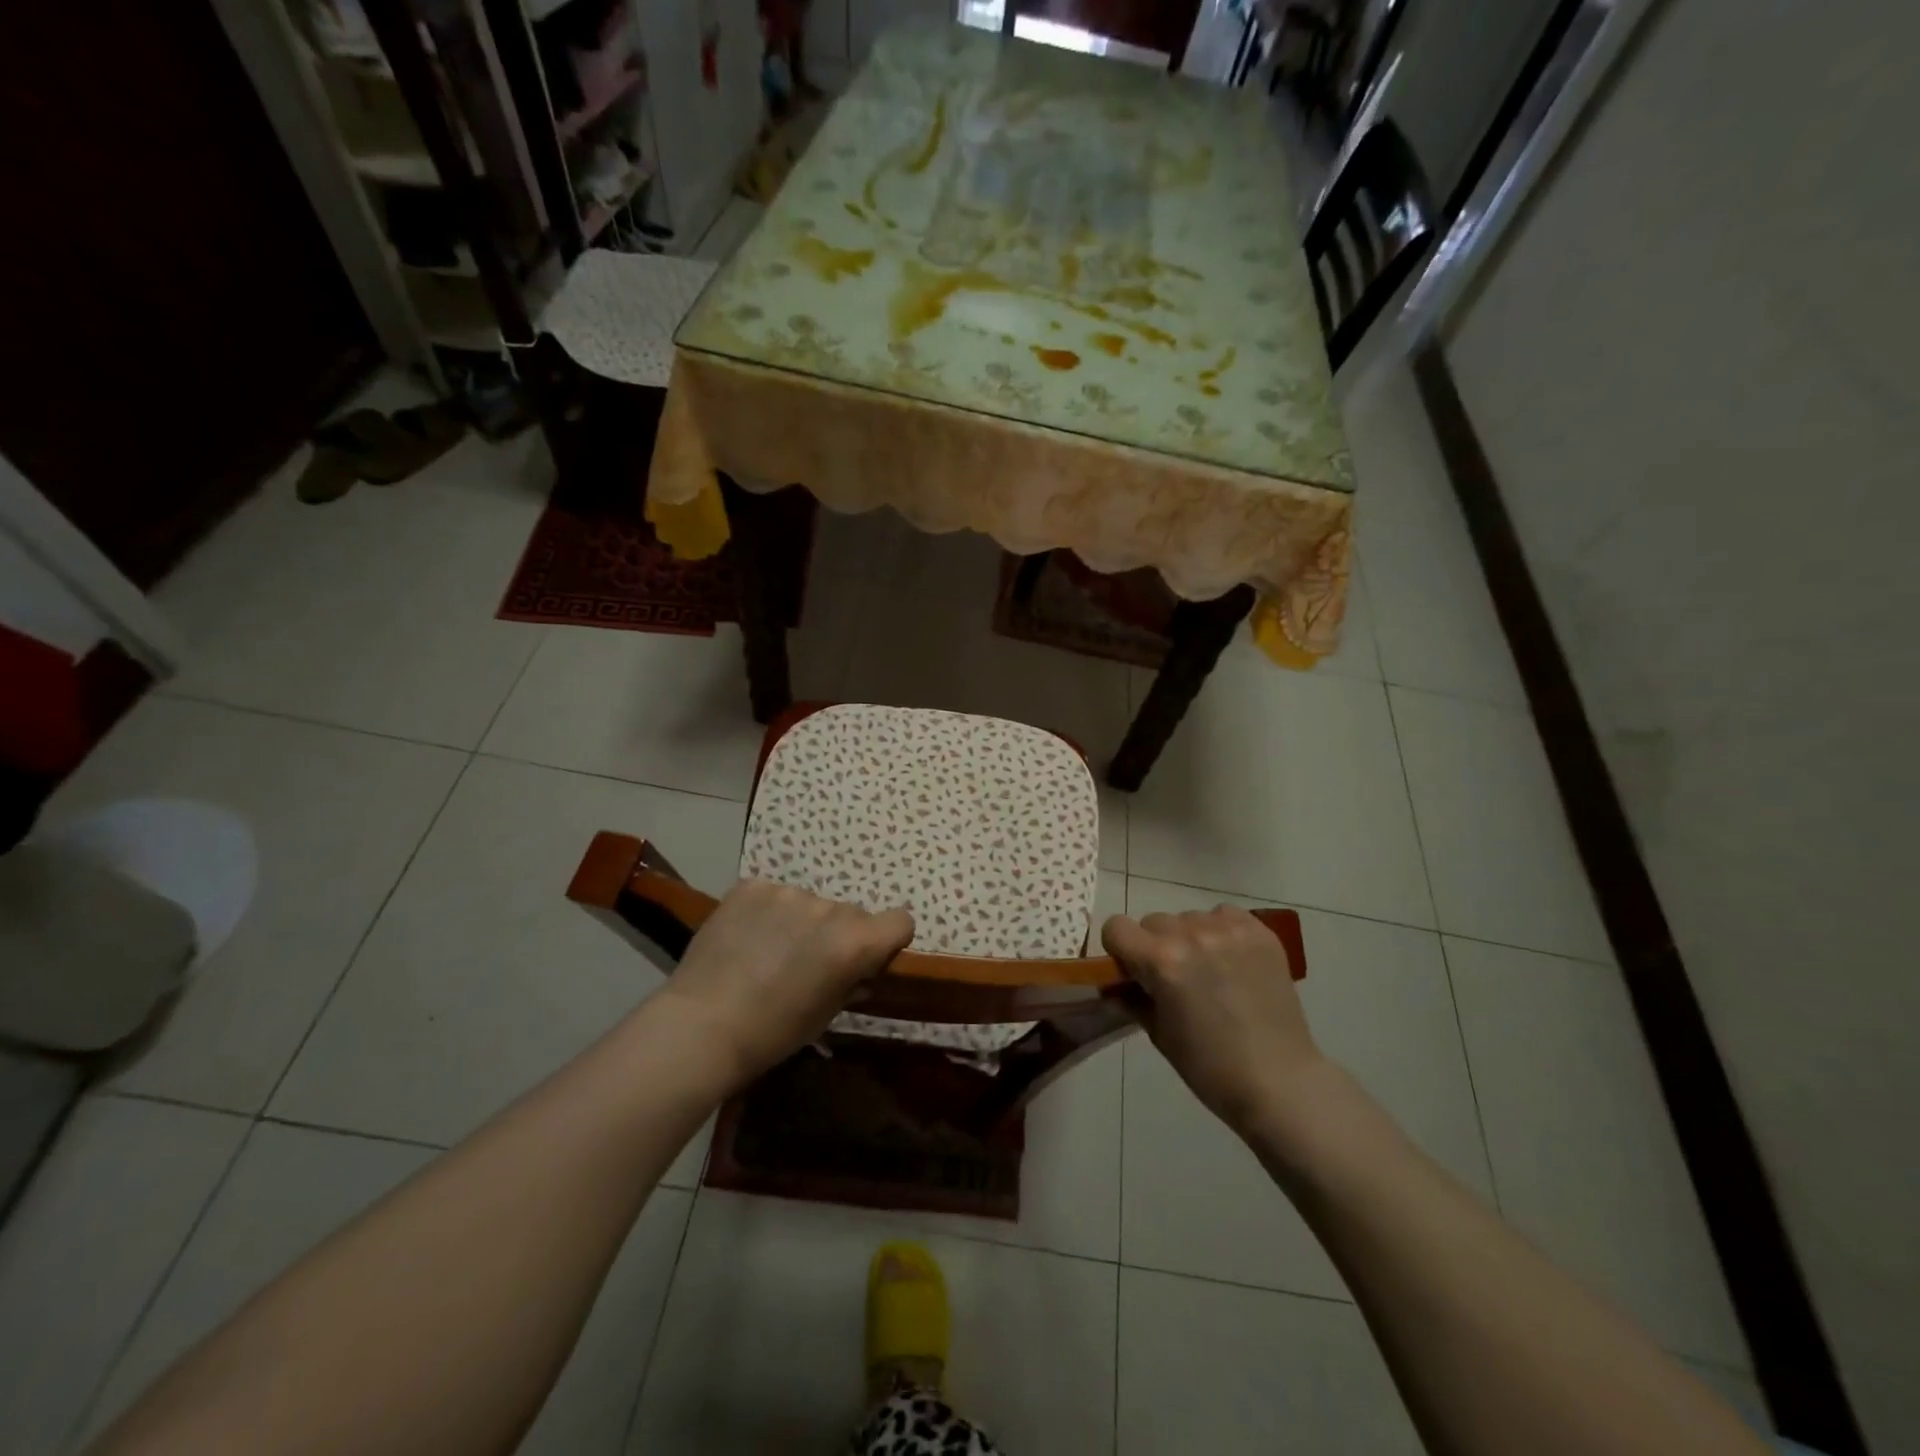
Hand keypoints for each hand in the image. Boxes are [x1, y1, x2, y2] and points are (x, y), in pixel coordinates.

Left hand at [657, 880, 913, 1086]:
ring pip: (809, 903)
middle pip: (851, 913)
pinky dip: (766, 912)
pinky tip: (745, 938)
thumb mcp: (825, 1016)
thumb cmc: (772, 1033)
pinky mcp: (752, 886)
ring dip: (799, 922)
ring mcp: (788, 892)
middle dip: (837, 934)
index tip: (866, 959)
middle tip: (806, 964)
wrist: (702, 1025)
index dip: (887, 940)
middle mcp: (829, 908)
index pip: (900, 921)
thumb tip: (859, 972)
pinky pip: (773, 895)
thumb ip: (851, 983)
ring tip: (767, 953)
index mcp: (855, 942)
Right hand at [1102, 905, 1323, 1136]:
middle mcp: (1192, 935)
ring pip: (1189, 917)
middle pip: (1153, 921)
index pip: (1116, 927)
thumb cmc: (1210, 1067)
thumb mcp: (1159, 1034)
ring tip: (1209, 971)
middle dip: (1155, 945)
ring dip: (1188, 938)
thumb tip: (1115, 985)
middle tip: (1173, 978)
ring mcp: (1229, 930)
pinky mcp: (1260, 932)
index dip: (1119, 950)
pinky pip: (1224, 915)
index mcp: (1161, 961)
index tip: (1133, 971)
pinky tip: (1231, 961)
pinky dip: (1220, 931)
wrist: (1280, 1081)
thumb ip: (1132, 999)